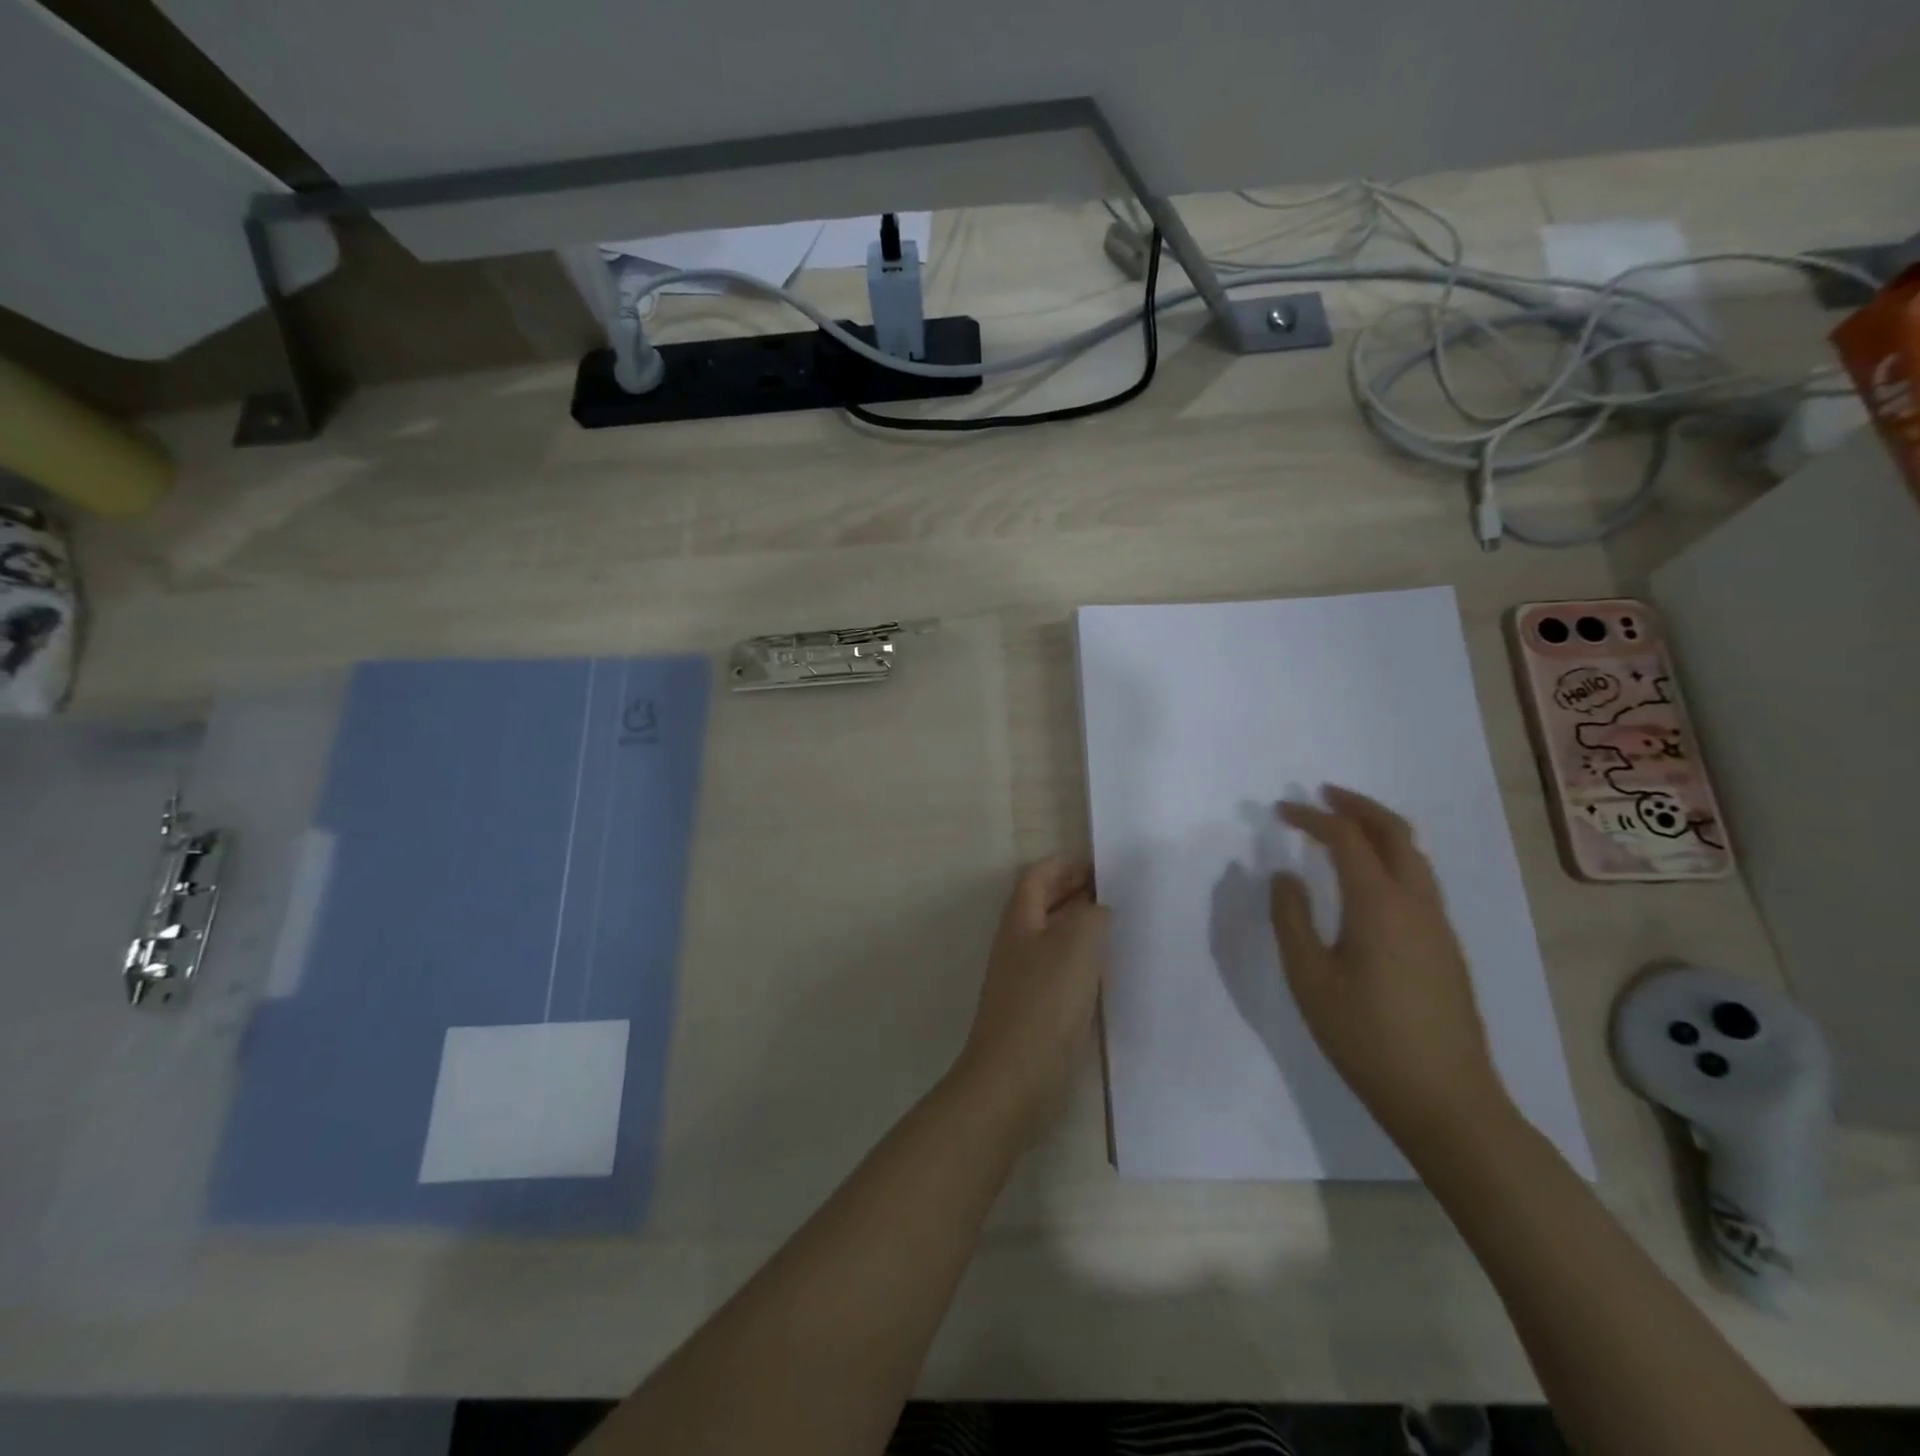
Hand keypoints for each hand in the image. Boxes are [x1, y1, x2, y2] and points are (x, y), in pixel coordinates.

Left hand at [951, 858, 1109, 1140]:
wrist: (1014, 1081)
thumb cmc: (1044, 1005)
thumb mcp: (1076, 946)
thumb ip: (1091, 915)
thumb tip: (1098, 908)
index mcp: (1020, 922)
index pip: (1038, 877)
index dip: (1065, 865)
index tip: (1103, 864)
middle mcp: (1018, 945)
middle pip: (1044, 905)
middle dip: (1076, 892)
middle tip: (1119, 892)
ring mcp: (1024, 980)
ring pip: (1055, 939)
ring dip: (1082, 927)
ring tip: (1122, 927)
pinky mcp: (1036, 1012)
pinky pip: (1061, 971)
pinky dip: (1084, 962)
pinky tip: (1110, 973)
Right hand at [1268, 786, 1513, 1156]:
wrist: (1446, 1099)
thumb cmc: (1365, 1037)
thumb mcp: (1309, 978)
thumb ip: (1290, 919)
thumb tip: (1283, 876)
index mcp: (1379, 904)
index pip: (1346, 838)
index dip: (1312, 817)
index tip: (1280, 810)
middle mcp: (1416, 903)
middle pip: (1394, 833)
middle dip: (1358, 806)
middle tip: (1323, 795)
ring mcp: (1438, 925)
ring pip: (1414, 856)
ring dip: (1379, 830)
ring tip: (1344, 827)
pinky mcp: (1446, 947)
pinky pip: (1419, 881)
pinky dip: (1392, 858)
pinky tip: (1368, 879)